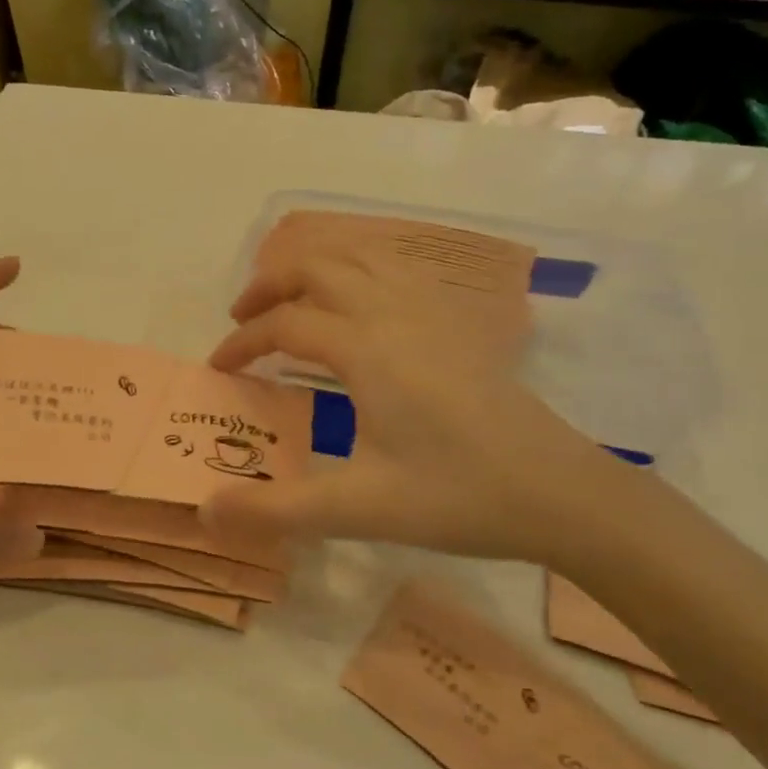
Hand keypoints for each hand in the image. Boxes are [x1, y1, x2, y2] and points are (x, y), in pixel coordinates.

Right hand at [204, 253, 641, 567]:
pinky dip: (357, 270)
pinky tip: (358, 304)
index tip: (218, 369)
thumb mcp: (359, 509)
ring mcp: (431, 312)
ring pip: (360, 256)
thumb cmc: (459, 497)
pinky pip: (395, 270)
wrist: (561, 492)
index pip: (284, 325)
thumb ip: (277, 510)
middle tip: (242, 319)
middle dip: (269, 285)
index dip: (242, 343)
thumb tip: (207, 512)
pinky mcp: (457, 323)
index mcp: (366, 349)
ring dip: (314, 268)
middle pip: (318, 266)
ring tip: (291, 301)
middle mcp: (394, 313)